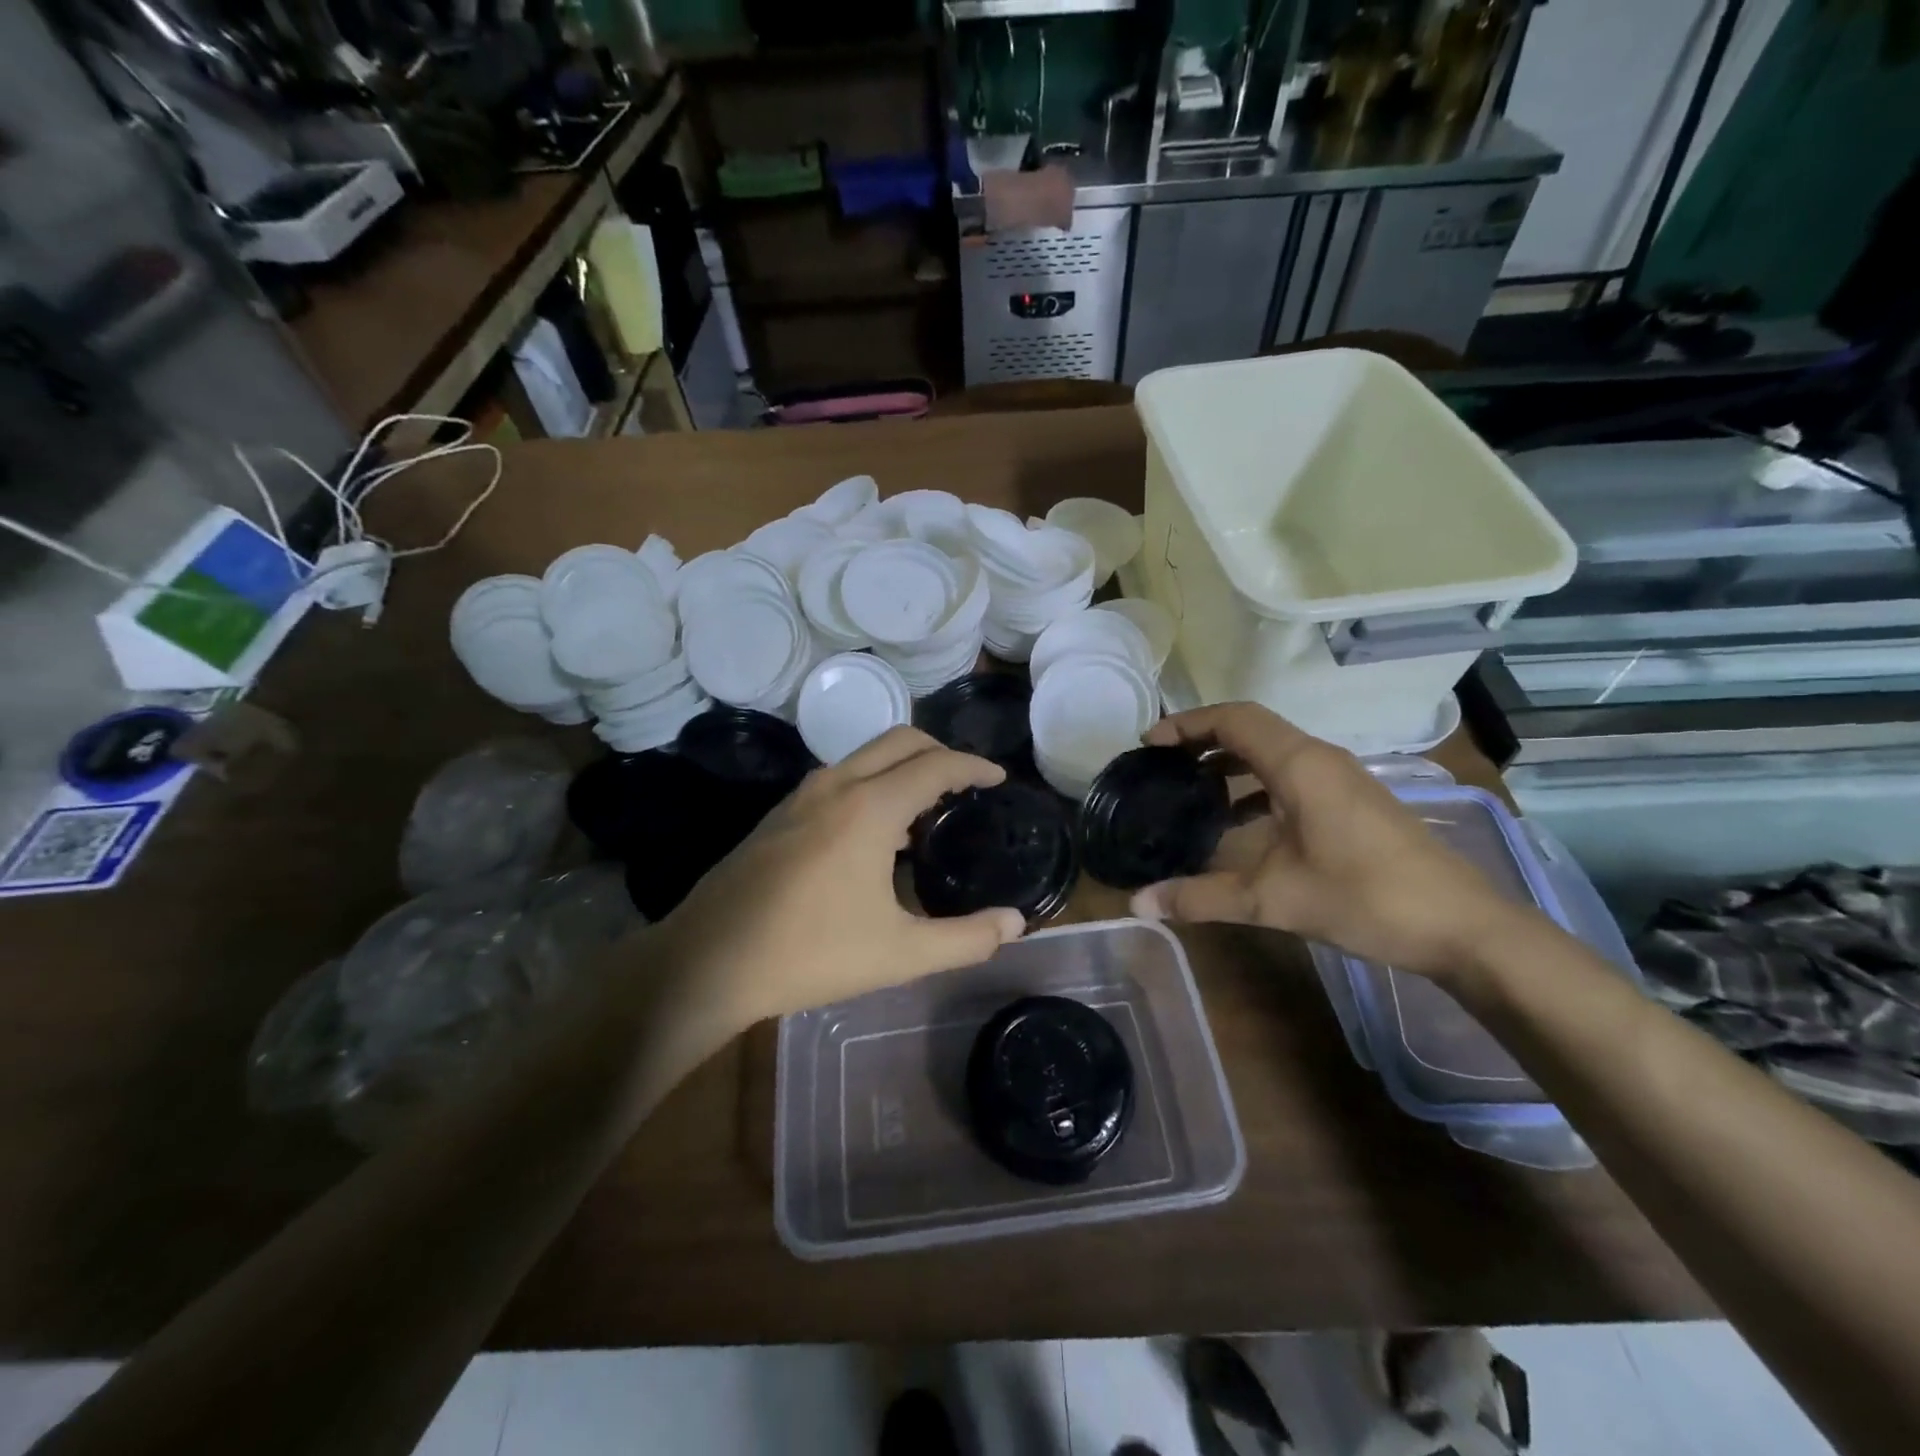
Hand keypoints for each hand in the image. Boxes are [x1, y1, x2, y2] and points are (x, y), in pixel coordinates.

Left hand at [652, 727, 1026, 1030]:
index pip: (936, 765)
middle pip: (900, 740)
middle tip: (967, 784)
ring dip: (903, 766)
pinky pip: (840, 777)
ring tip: (928, 808)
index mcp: (869, 808)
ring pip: (865, 756)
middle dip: (940, 752)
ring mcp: (801, 796)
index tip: (999, 778)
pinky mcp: (779, 814)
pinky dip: (872, 782)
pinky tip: (875, 833)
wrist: (708, 961)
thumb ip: (966, 939)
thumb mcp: (899, 954)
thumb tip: (1015, 924)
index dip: (974, 767)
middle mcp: (836, 785)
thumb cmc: (810, 953)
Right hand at [1128, 704, 1525, 978]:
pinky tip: (1239, 825)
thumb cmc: (1364, 897)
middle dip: (1202, 740)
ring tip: (1191, 791)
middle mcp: (1320, 759)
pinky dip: (1255, 786)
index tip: (1148, 744)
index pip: (1233, 719)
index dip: (1187, 724)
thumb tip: (1138, 905)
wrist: (1462, 926)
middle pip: (1251, 729)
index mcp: (1299, 764)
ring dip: (1229, 764)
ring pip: (1273, 752)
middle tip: (1161, 765)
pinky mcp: (1353, 802)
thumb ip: (1201, 897)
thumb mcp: (1272, 900)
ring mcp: (1341, 779)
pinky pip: (1291, 776)